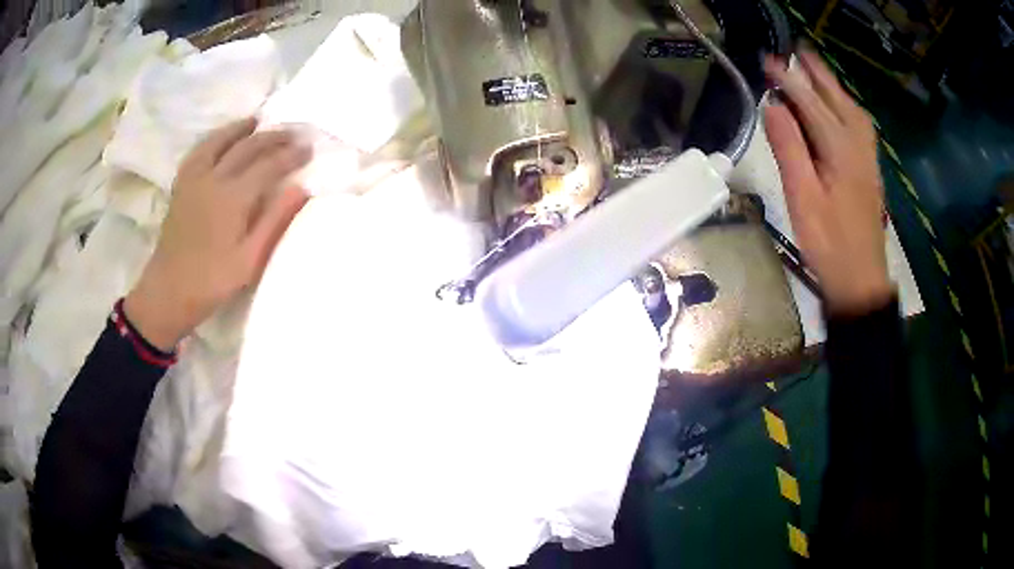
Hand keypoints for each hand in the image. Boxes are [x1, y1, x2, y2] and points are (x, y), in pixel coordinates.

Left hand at [125, 118, 311, 350]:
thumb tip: (301, 188)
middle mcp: (213, 178)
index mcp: (233, 198)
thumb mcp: (249, 260)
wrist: (167, 292)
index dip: (291, 155)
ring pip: (220, 140)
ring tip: (257, 122)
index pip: (268, 165)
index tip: (309, 148)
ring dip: (242, 128)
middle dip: (273, 137)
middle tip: (292, 133)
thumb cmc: (211, 281)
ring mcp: (194, 179)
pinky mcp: (181, 185)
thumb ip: (275, 221)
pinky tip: (221, 140)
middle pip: (247, 146)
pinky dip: (215, 139)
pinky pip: (200, 150)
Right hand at [764, 51, 891, 315]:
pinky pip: (859, 126)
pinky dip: (846, 107)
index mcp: (840, 149)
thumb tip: (774, 106)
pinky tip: (838, 108)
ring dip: (833, 87)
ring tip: (816, 72)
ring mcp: (868, 158)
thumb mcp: (803, 197)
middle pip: (838, 99)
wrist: (861, 280)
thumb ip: (789, 148)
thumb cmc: (829, 243)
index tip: (768, 62)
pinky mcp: (869, 170)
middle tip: (797, 53)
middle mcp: (858, 146)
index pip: (810, 103)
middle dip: (817, 74)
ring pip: (853, 111)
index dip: (788, 81)